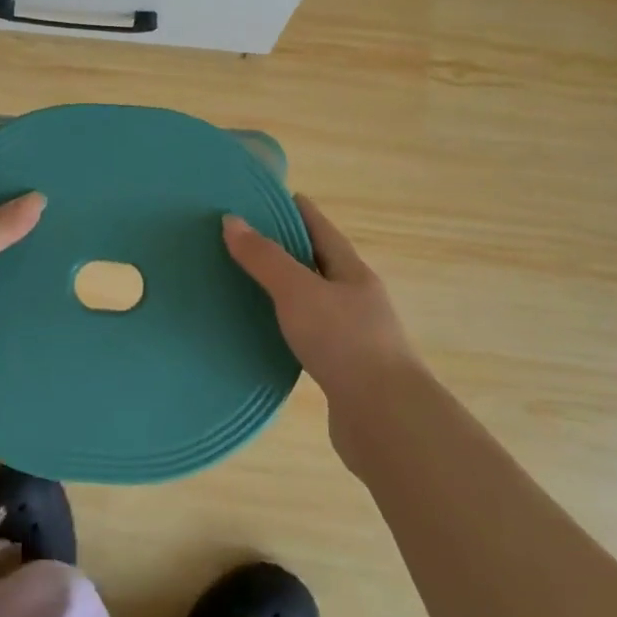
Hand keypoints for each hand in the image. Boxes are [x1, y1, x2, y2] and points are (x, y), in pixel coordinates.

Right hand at [223, 195, 416, 404]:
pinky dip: (288, 326)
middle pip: (320, 264)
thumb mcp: (298, 292)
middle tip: (248, 239)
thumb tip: (232, 220)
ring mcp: (353, 336)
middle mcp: (357, 299)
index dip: (299, 211)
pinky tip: (267, 333)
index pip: (322, 229)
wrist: (384, 419)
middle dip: (289, 249)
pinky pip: (310, 335)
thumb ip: (265, 258)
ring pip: (315, 301)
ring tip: (250, 283)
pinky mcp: (343, 369)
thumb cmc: (344, 343)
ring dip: (288, 290)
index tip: (272, 198)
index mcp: (352, 273)